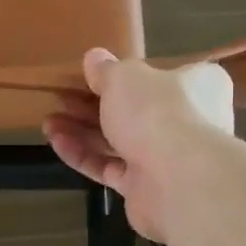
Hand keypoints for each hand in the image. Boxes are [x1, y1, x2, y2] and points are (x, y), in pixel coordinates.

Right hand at [42, 48, 234, 241]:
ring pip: (119, 141)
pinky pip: (110, 167)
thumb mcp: (124, 77)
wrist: (176, 180)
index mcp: (196, 86)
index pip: (162, 75)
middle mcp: (188, 121)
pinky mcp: (146, 188)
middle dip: (92, 105)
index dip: (125, 76)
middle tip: (61, 99)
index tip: (92, 76)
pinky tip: (56, 142)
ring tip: (49, 122)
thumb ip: (106, 69)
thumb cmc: (155, 112)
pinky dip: (84, 155)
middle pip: (134, 110)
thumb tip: (94, 58)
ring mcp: (168, 158)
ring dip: (82, 131)